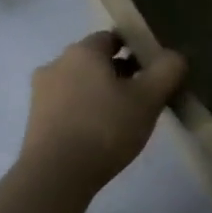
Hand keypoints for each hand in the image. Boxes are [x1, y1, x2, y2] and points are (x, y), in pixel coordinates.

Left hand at [20, 31, 185, 188]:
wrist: (56, 175)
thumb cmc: (105, 128)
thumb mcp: (148, 98)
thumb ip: (167, 71)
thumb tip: (175, 56)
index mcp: (83, 51)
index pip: (112, 37)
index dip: (136, 48)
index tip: (154, 69)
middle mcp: (57, 64)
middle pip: (95, 60)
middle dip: (120, 72)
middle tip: (145, 94)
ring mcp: (42, 92)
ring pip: (81, 83)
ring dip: (101, 92)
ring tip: (124, 116)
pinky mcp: (36, 120)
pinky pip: (68, 105)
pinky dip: (86, 111)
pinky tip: (101, 132)